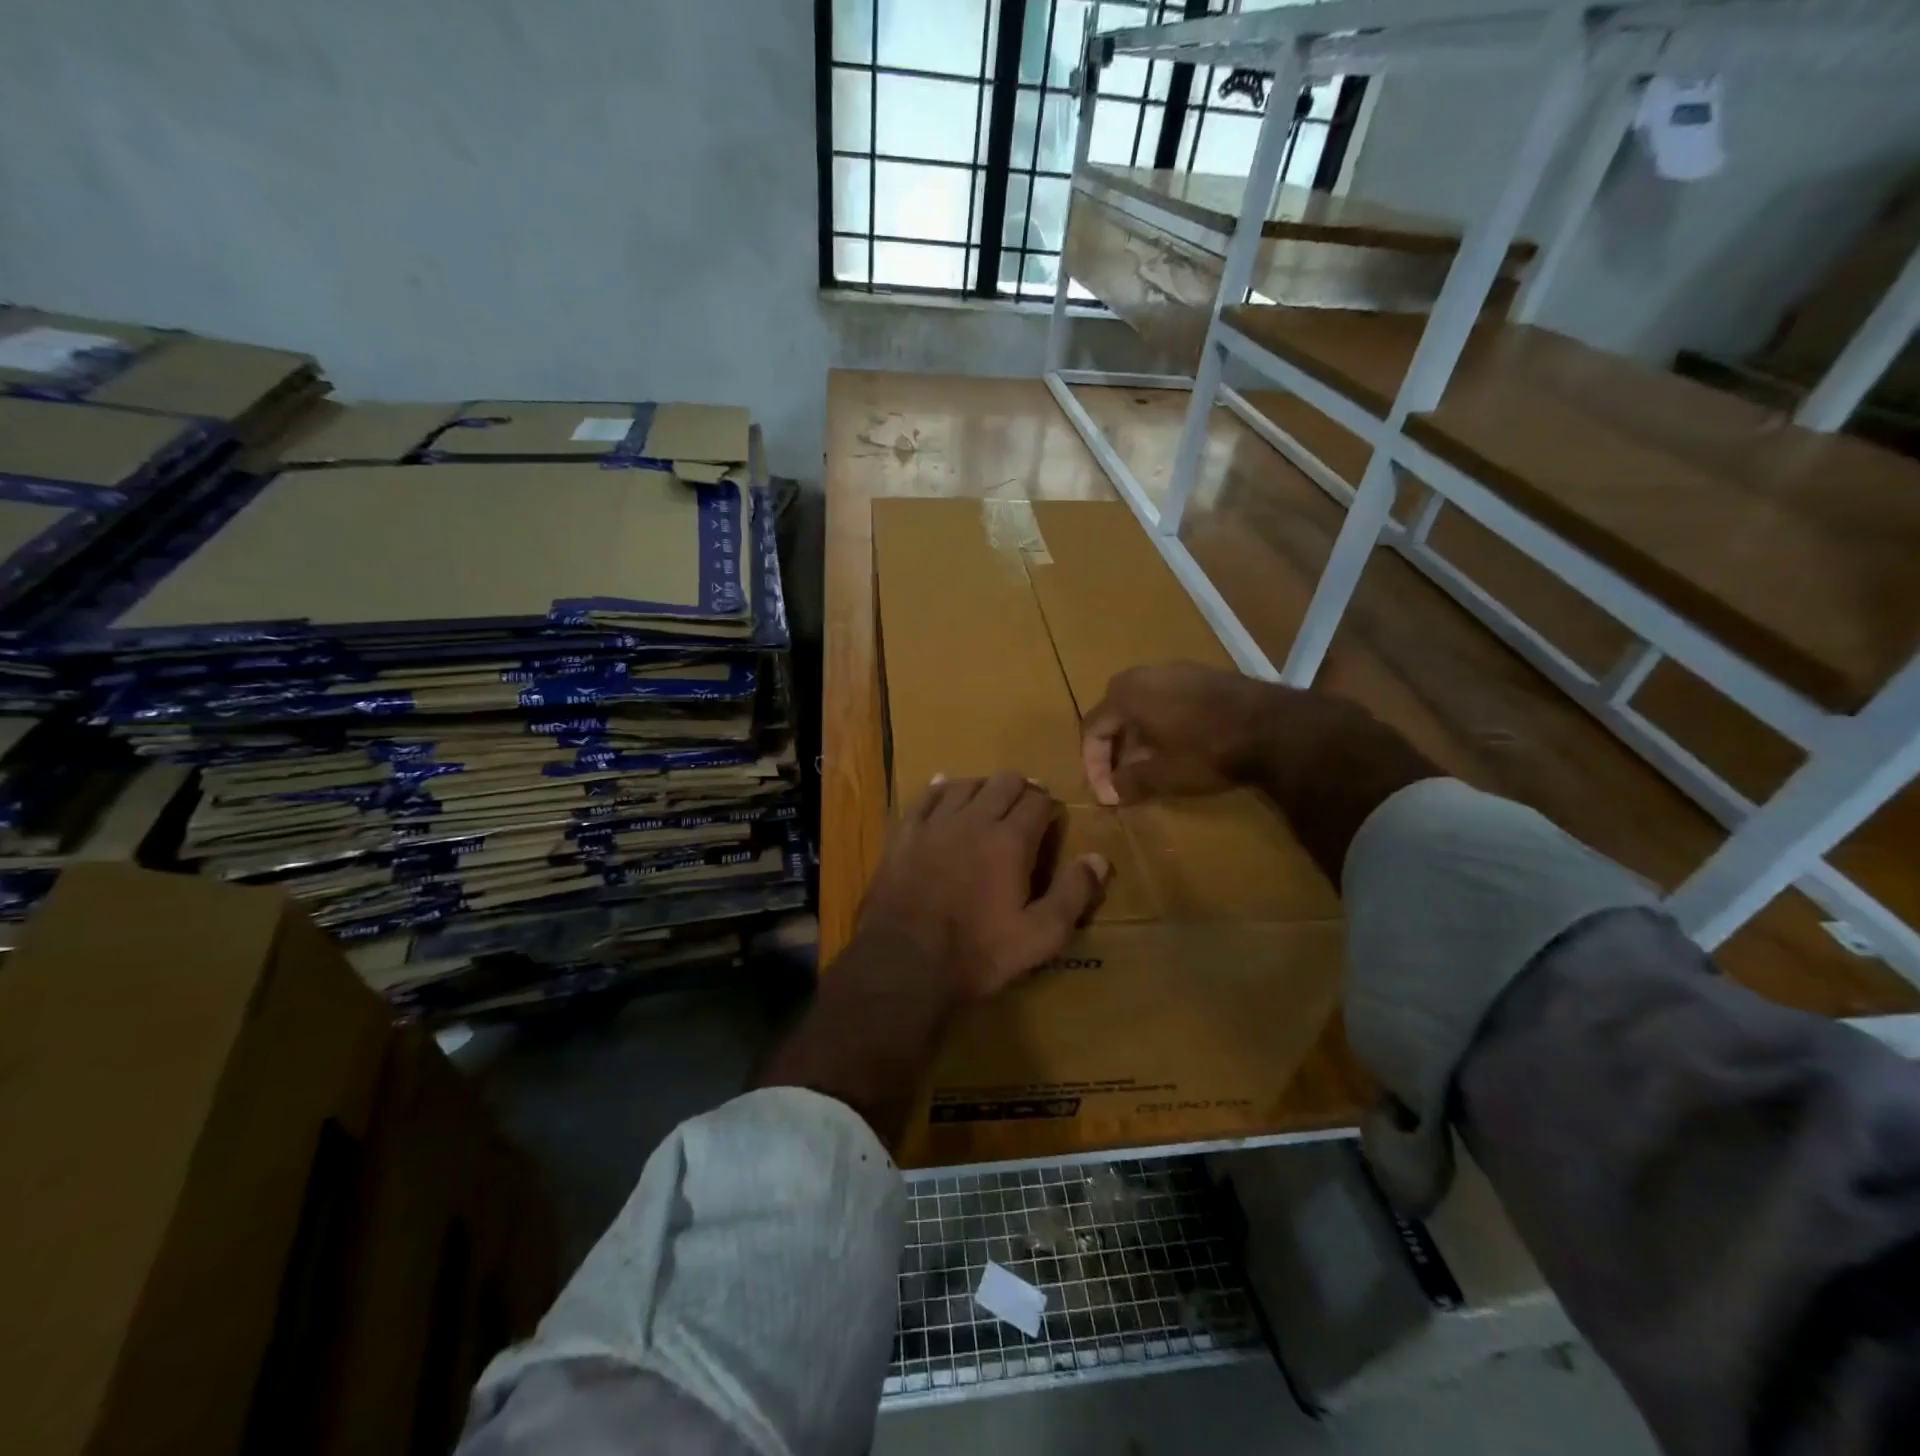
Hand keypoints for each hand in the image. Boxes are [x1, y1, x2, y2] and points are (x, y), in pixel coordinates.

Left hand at [856, 772, 1109, 999]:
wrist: (903, 963)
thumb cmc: (977, 953)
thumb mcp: (1039, 936)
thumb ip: (1073, 894)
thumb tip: (1098, 858)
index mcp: (1010, 840)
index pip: (1038, 801)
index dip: (1049, 806)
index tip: (1052, 820)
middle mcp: (974, 819)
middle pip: (1003, 782)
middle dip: (1021, 789)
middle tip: (1026, 809)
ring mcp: (935, 823)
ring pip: (965, 783)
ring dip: (983, 788)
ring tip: (989, 804)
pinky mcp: (904, 834)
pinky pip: (925, 796)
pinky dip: (941, 789)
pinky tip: (945, 792)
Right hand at [1081, 662, 1292, 804]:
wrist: (1275, 727)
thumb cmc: (1208, 751)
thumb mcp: (1163, 775)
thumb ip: (1129, 782)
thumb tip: (1112, 791)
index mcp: (1125, 694)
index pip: (1092, 729)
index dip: (1094, 766)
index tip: (1108, 794)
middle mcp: (1144, 673)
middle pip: (1115, 714)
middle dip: (1114, 750)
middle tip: (1122, 779)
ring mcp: (1177, 669)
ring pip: (1143, 705)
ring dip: (1139, 737)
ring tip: (1150, 767)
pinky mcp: (1205, 675)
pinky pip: (1169, 699)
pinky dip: (1163, 724)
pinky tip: (1179, 748)